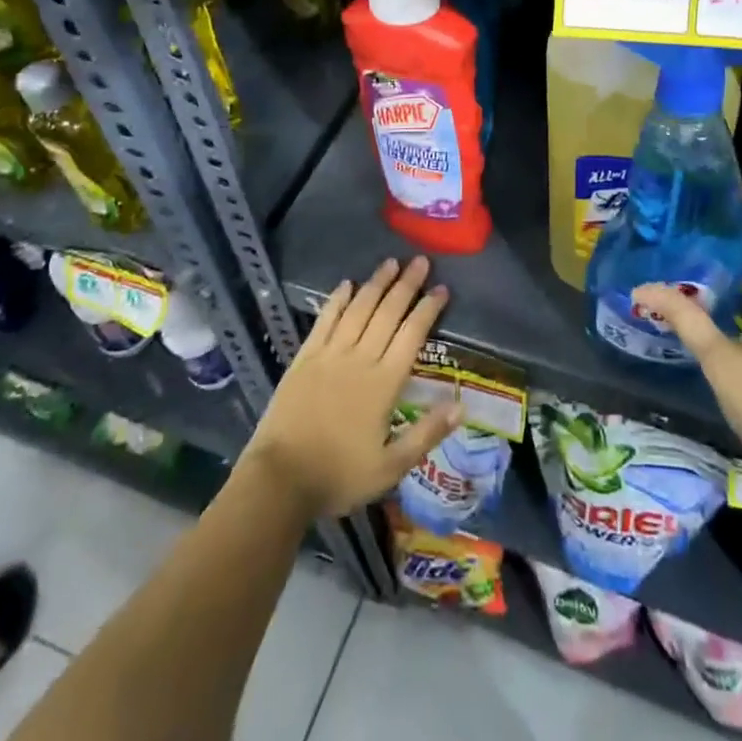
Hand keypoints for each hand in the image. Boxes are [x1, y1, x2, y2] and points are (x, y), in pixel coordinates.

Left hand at [241, 255, 461, 518]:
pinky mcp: (305, 357)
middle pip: (388, 313)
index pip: (412, 335)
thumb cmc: (339, 475)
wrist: (280, 479)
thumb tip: (461, 405)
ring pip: (358, 309)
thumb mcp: (391, 467)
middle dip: (407, 284)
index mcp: (384, 383)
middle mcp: (360, 359)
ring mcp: (330, 354)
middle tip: (421, 261)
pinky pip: (325, 320)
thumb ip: (427, 433)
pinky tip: (347, 284)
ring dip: (376, 284)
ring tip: (391, 262)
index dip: (428, 309)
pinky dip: (337, 300)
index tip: (442, 288)